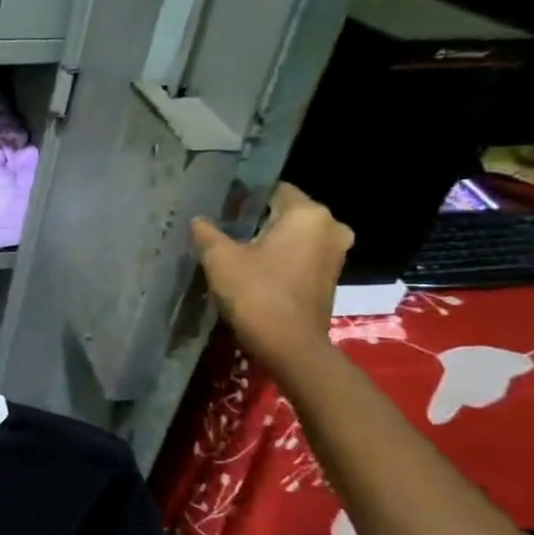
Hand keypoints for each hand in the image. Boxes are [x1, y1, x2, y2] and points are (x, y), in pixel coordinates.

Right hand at [190, 183, 352, 374]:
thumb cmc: (255, 292)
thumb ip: (207, 233)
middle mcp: (330, 227)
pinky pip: (301, 254)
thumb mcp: (219, 258)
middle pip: (286, 212)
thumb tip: (198, 220)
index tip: (220, 207)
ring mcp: (335, 253)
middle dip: (257, 218)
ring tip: (235, 248)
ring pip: (294, 234)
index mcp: (308, 214)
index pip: (274, 189)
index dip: (245, 196)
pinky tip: (254, 267)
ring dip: (269, 239)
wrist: (288, 344)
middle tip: (223, 228)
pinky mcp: (330, 276)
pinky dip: (280, 256)